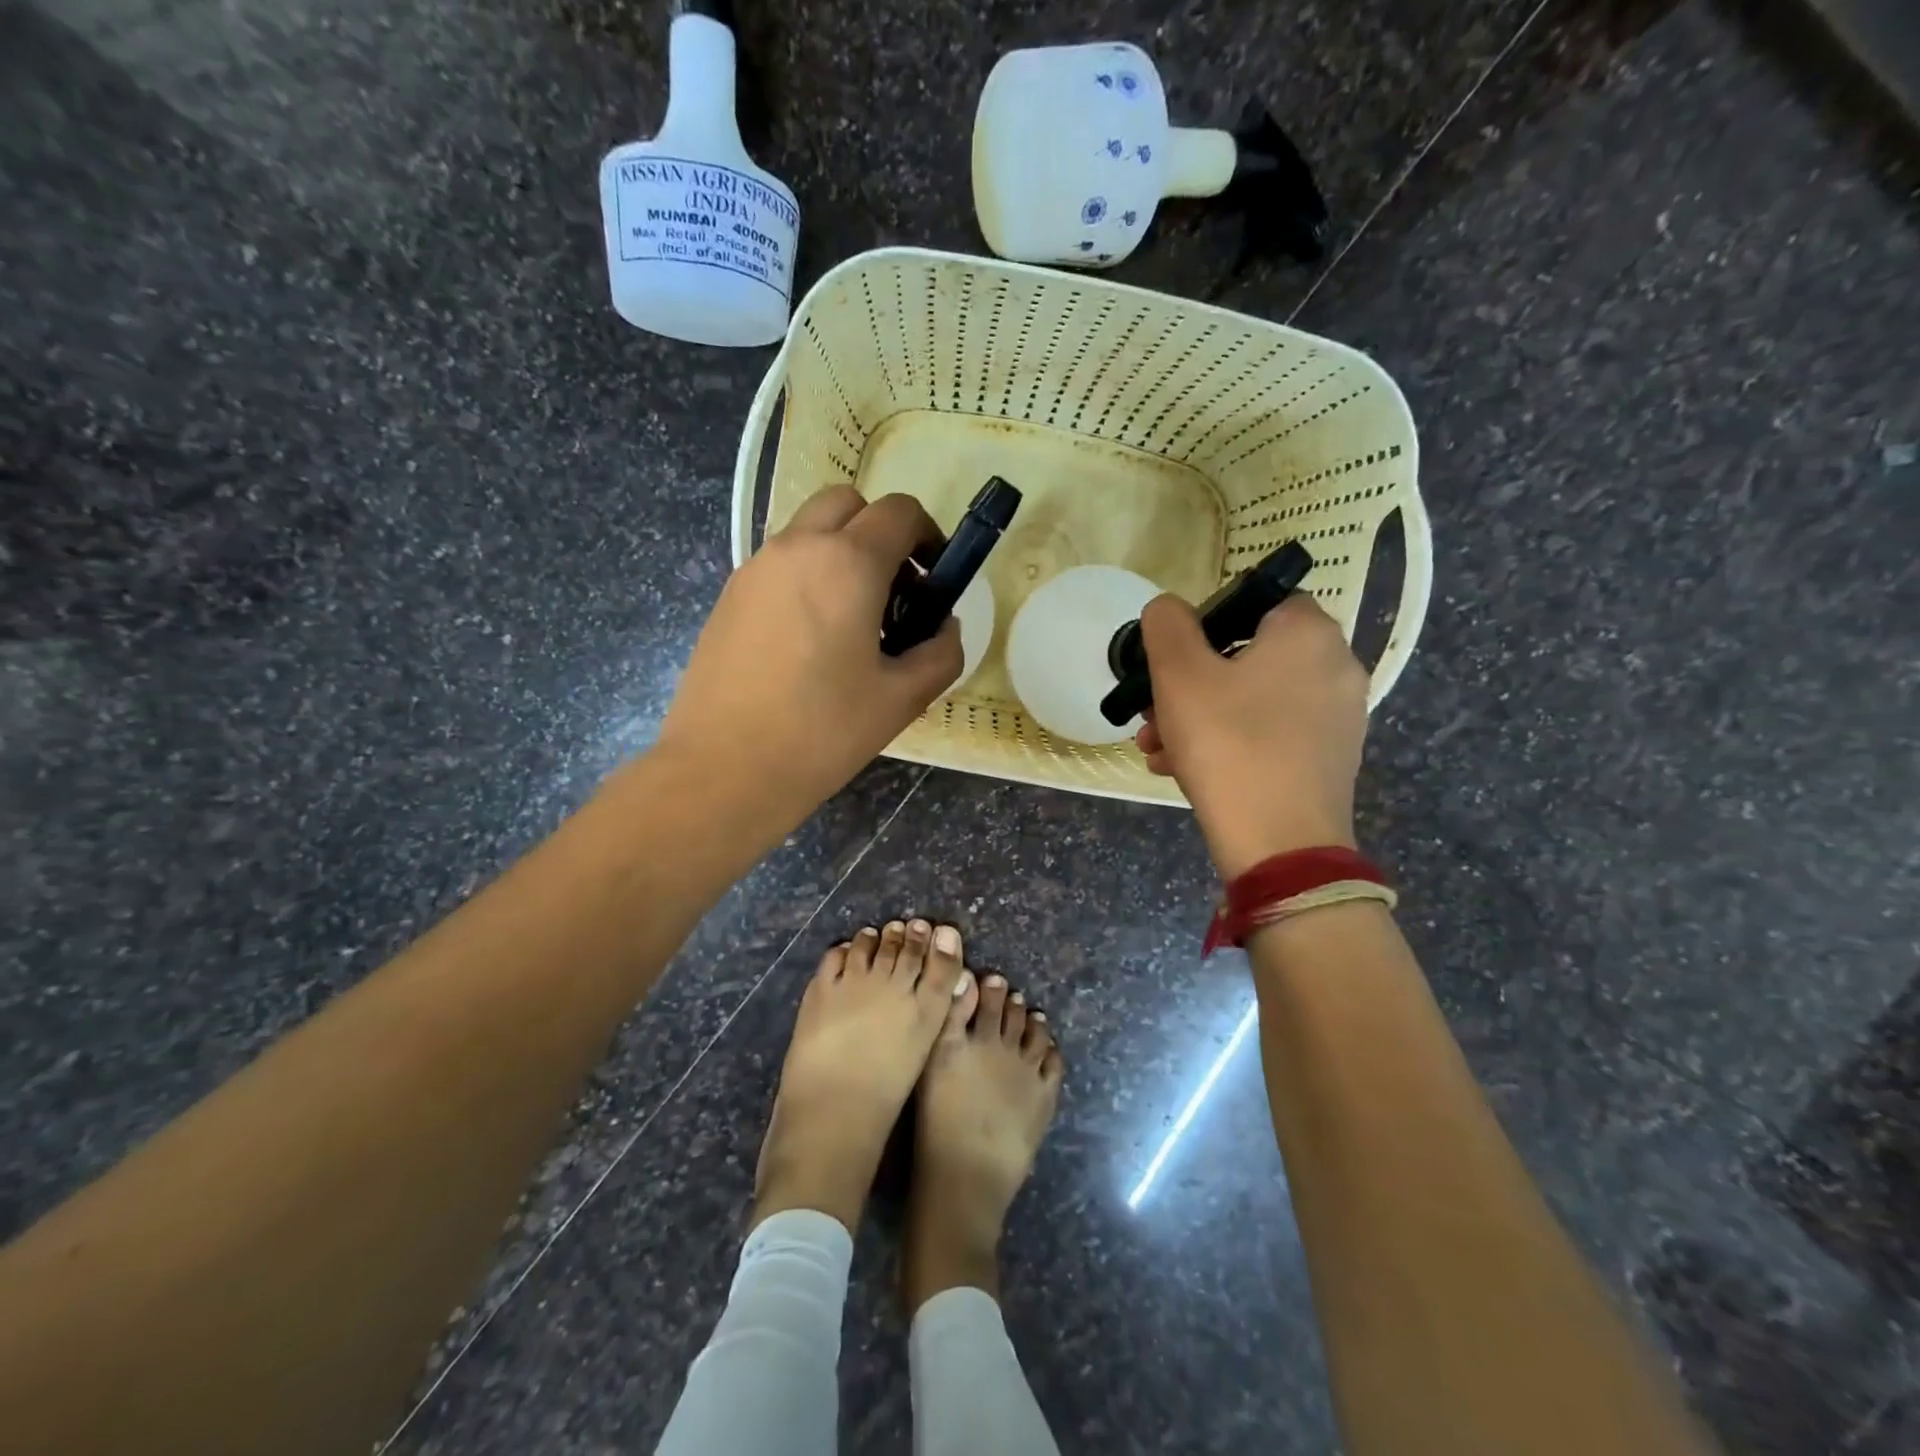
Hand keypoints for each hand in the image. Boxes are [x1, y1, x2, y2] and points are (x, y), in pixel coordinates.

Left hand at [658, 486, 961, 836]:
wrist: (723, 770)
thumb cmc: (821, 733)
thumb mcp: (902, 699)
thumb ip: (941, 652)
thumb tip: (944, 627)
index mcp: (846, 564)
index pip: (900, 512)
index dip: (929, 536)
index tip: (934, 579)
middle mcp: (797, 548)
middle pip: (848, 504)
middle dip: (880, 532)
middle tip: (894, 590)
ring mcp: (755, 568)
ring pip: (808, 531)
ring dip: (840, 553)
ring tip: (852, 621)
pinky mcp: (729, 596)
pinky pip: (780, 564)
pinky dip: (807, 576)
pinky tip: (809, 641)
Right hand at [1135, 592, 1368, 878]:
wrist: (1279, 844)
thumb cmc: (1228, 744)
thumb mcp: (1179, 674)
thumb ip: (1168, 625)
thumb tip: (1168, 609)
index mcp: (1308, 634)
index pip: (1257, 601)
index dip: (1207, 623)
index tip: (1172, 660)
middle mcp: (1334, 668)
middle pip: (1247, 658)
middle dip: (1189, 684)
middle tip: (1152, 712)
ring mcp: (1336, 718)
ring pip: (1252, 701)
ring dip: (1198, 717)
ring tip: (1156, 748)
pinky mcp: (1327, 760)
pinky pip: (1268, 734)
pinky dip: (1228, 742)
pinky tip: (1182, 771)